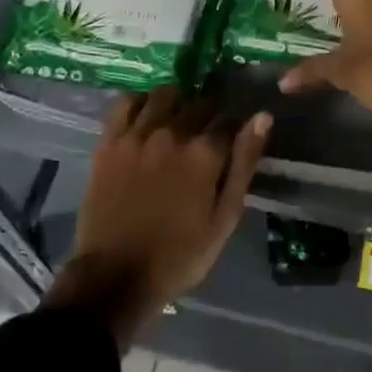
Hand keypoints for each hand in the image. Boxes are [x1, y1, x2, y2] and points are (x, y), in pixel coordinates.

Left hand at [44, 88, 270, 346]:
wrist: (115, 277)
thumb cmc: (179, 255)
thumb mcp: (224, 218)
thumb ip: (244, 164)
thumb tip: (262, 117)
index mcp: (204, 154)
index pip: (229, 118)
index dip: (235, 125)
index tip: (233, 136)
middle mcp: (172, 132)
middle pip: (199, 102)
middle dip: (209, 113)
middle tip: (206, 134)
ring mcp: (137, 134)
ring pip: (165, 94)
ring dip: (178, 102)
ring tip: (178, 120)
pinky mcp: (109, 141)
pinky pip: (126, 102)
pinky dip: (141, 101)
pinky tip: (146, 116)